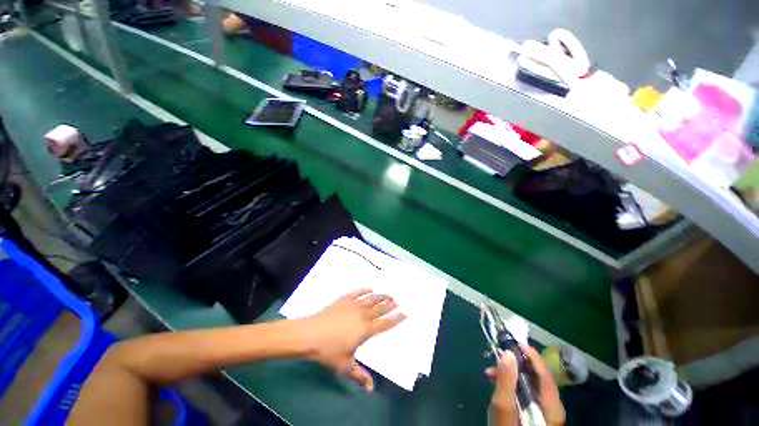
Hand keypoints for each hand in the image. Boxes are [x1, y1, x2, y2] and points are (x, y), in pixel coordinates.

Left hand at [301, 289, 405, 390]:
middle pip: (380, 308)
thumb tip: (372, 389)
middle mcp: (363, 315)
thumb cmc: (328, 351)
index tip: (404, 313)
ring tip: (388, 294)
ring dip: (381, 296)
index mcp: (366, 330)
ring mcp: (354, 305)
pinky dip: (365, 289)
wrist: (310, 334)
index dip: (396, 319)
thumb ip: (360, 376)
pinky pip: (358, 292)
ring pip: (372, 298)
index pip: (385, 324)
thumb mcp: (345, 366)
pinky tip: (370, 288)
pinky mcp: (344, 299)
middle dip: (390, 304)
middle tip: (397, 301)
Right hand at [485, 344, 565, 425]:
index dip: (531, 354)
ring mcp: (546, 412)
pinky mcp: (537, 415)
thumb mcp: (504, 407)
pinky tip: (499, 384)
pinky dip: (514, 384)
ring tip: (491, 372)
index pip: (544, 372)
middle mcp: (552, 406)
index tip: (515, 341)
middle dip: (517, 363)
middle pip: (538, 376)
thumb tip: (508, 352)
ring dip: (512, 373)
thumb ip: (506, 380)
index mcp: (550, 405)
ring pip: (532, 384)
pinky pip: (528, 392)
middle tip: (498, 357)